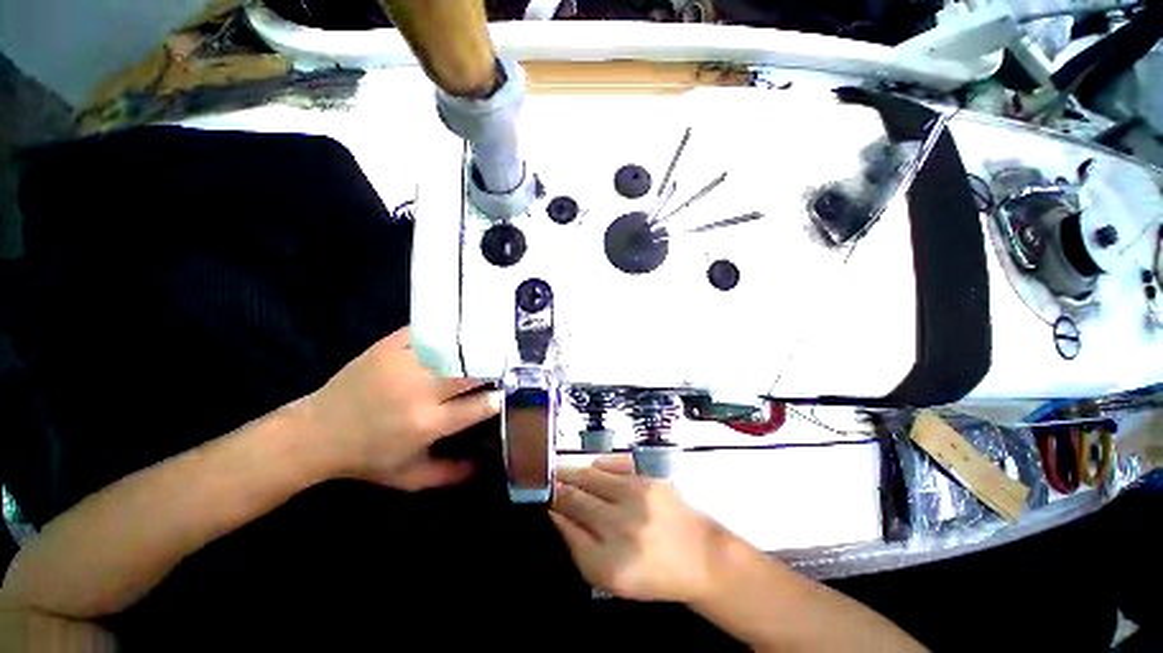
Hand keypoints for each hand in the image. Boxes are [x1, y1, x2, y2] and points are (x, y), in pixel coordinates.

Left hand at [304, 327, 500, 489]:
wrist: (316, 434)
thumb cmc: (368, 458)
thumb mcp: (410, 478)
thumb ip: (450, 473)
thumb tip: (485, 464)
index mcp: (428, 424)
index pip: (479, 406)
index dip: (498, 399)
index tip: (506, 393)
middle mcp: (420, 392)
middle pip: (471, 372)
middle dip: (494, 369)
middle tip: (505, 365)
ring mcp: (404, 364)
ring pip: (454, 350)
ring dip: (476, 349)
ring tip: (491, 345)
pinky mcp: (389, 347)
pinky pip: (427, 332)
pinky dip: (446, 332)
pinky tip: (459, 331)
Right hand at [549, 456, 728, 602]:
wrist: (699, 556)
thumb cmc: (652, 573)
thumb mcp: (609, 578)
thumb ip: (578, 546)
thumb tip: (556, 513)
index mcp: (610, 561)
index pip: (568, 522)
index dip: (552, 504)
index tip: (543, 496)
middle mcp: (622, 526)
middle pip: (576, 496)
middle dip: (558, 486)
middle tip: (547, 480)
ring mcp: (637, 497)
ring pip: (592, 476)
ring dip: (574, 472)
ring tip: (563, 470)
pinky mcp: (650, 480)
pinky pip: (614, 465)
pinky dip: (598, 465)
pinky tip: (591, 469)